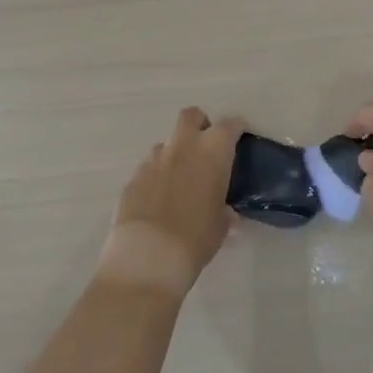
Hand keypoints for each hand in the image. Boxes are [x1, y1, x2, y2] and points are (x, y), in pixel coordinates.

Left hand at [97, 107, 242, 299]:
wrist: (148, 256)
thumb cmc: (196, 239)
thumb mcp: (220, 227)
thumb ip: (224, 212)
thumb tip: (225, 211)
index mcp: (211, 153)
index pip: (229, 125)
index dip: (236, 128)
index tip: (240, 135)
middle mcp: (182, 147)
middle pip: (190, 116)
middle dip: (199, 124)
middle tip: (205, 145)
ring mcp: (153, 160)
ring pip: (166, 143)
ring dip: (175, 153)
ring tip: (179, 179)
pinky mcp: (132, 177)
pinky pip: (148, 168)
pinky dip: (156, 176)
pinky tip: (157, 199)